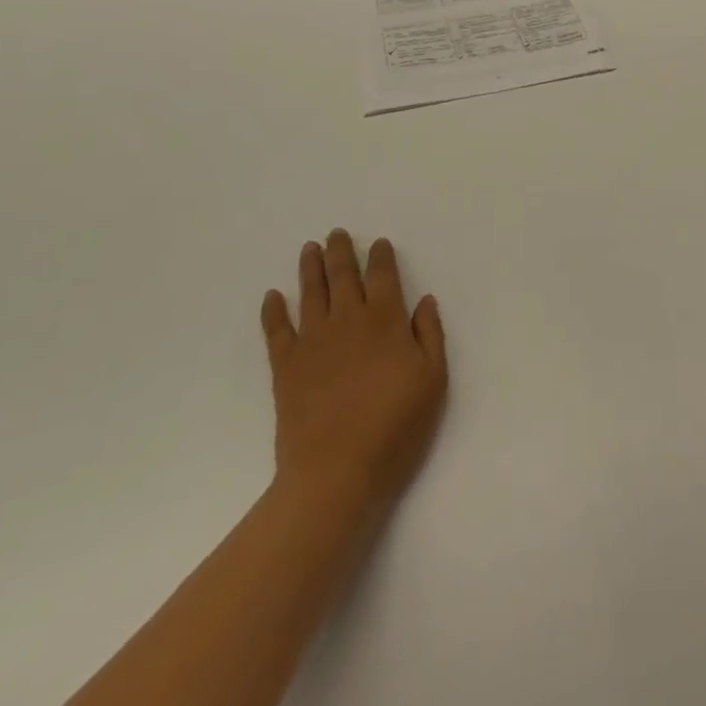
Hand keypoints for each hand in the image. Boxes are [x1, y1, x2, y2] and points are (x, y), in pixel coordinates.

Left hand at [260, 231, 447, 513]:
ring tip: (309, 249)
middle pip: (343, 276)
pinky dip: (274, 311)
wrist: (335, 472)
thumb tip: (424, 300)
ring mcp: (313, 342)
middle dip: (341, 252)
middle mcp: (347, 320)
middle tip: (336, 233)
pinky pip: (277, 330)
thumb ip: (429, 334)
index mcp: (385, 320)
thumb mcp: (432, 380)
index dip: (380, 257)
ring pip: (310, 293)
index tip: (378, 243)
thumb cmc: (395, 426)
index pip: (383, 276)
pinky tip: (273, 296)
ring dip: (310, 268)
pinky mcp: (286, 367)